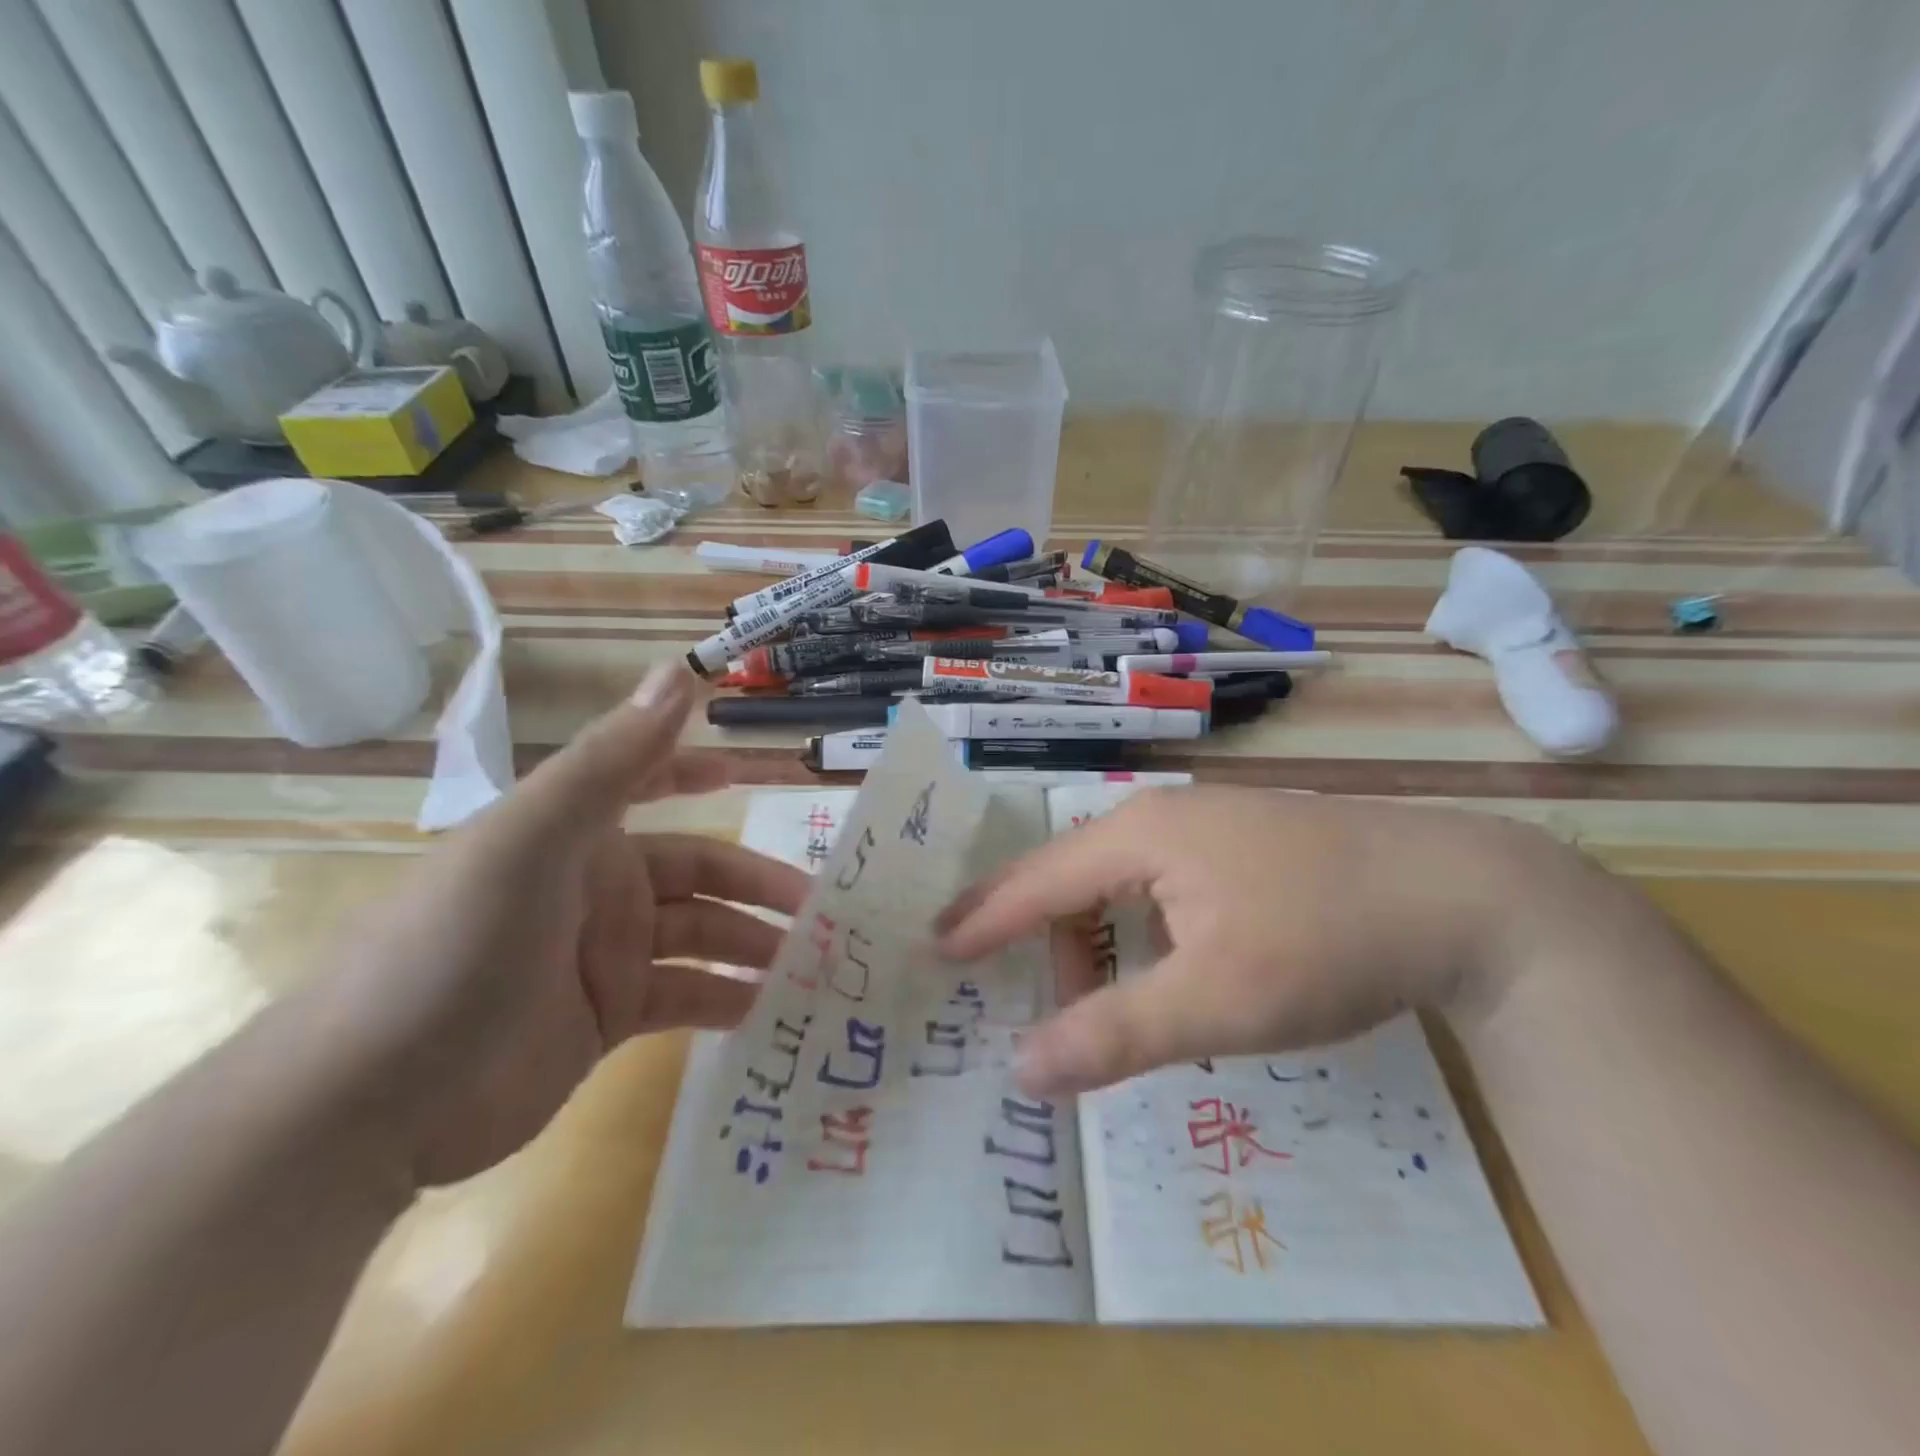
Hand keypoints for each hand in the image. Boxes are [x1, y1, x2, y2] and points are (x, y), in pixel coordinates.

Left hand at [311, 662, 807, 1187]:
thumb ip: (613, 758)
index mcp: (579, 834)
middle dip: (759, 886)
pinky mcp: (607, 1021)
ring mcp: (604, 956)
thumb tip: (680, 669)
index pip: (652, 782)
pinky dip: (727, 1000)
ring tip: (812, 966)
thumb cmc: (455, 948)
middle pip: (700, 873)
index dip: (704, 771)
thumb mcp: (533, 840)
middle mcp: (599, 886)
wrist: (366, 1106)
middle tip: (823, 910)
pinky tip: (767, 1011)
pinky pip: (685, 998)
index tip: (765, 774)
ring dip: (755, 946)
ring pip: (702, 936)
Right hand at [936, 787, 1570, 1095]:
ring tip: (1112, 1004)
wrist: (1468, 895)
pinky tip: (1172, 968)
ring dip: (1100, 941)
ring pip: (1119, 882)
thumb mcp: (1218, 1001)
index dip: (984, 918)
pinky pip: (1161, 883)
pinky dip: (1143, 930)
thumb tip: (1022, 1071)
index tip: (935, 946)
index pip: (1038, 880)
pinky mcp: (1242, 843)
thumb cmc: (1327, 940)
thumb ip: (1115, 1035)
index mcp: (1140, 835)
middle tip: (1025, 998)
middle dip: (1043, 939)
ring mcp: (1208, 824)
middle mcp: (1163, 816)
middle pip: (1073, 877)